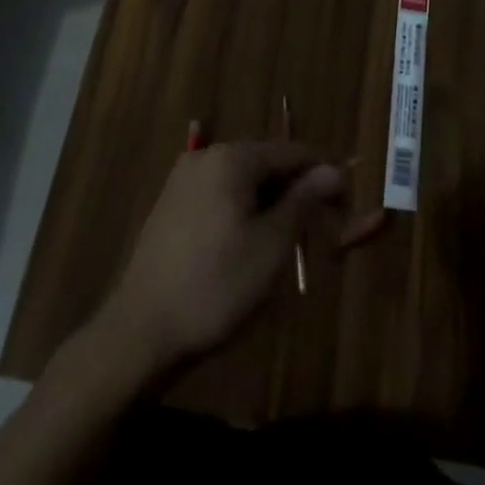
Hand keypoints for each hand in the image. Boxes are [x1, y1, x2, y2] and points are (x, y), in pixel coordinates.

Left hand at [93, 141, 377, 376]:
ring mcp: (184, 179)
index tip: (344, 208)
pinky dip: (242, 212)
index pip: (293, 151)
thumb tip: (334, 169)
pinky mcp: (171, 205)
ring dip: (269, 205)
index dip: (323, 176)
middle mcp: (207, 155)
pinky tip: (247, 249)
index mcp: (233, 157)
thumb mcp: (272, 245)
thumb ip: (304, 201)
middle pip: (266, 162)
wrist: (140, 332)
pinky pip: (220, 196)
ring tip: (285, 246)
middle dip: (295, 192)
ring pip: (243, 181)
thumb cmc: (217, 286)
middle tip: (317, 233)